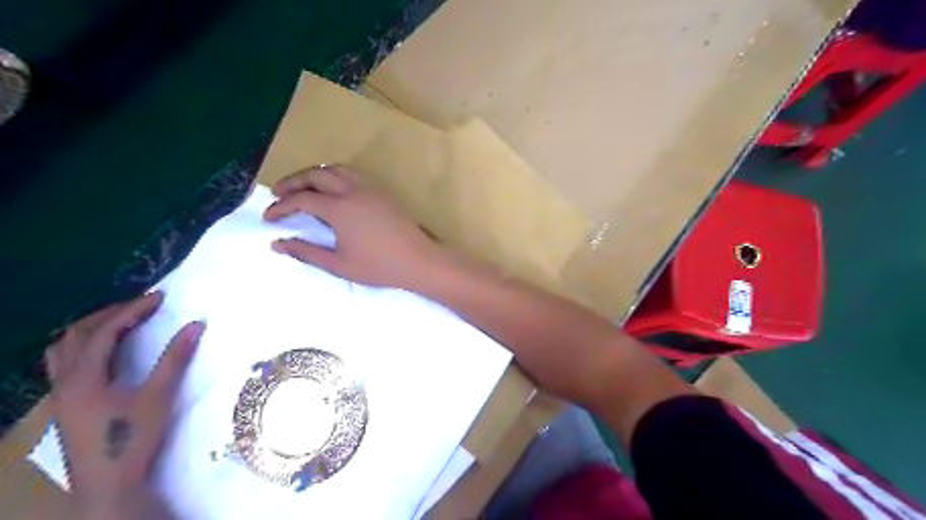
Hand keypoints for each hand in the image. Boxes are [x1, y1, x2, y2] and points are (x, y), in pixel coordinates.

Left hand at [45, 293, 202, 519]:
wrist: (109, 483)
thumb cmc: (132, 438)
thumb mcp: (159, 396)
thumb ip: (175, 358)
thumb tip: (196, 325)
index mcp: (85, 377)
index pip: (105, 331)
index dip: (132, 310)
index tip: (159, 298)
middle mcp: (65, 382)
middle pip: (75, 335)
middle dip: (109, 314)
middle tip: (141, 307)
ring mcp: (60, 396)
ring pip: (62, 350)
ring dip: (90, 330)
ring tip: (120, 324)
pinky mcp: (65, 406)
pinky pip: (65, 365)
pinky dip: (84, 349)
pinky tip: (105, 356)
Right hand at [261, 164, 450, 289]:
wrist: (419, 260)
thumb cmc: (379, 267)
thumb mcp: (339, 265)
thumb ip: (306, 252)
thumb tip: (277, 244)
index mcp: (340, 208)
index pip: (301, 199)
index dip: (281, 207)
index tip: (268, 218)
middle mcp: (353, 190)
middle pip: (315, 175)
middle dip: (293, 182)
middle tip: (279, 195)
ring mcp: (370, 188)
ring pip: (335, 169)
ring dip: (314, 175)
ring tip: (303, 189)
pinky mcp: (382, 191)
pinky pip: (353, 174)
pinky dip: (334, 176)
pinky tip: (333, 192)